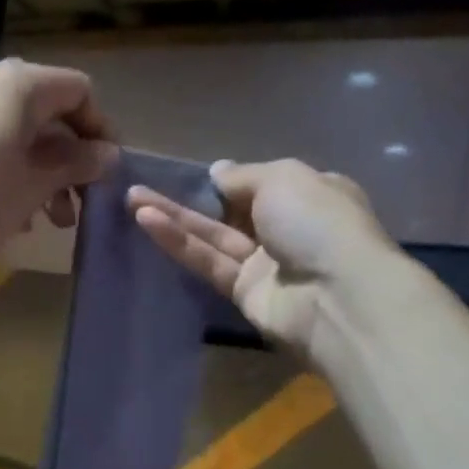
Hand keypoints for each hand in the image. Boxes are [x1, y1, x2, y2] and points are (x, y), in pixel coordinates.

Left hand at [0, 59, 116, 258]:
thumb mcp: (35, 185)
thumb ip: (76, 165)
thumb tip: (108, 154)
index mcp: (20, 84)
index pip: (79, 92)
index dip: (100, 130)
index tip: (105, 172)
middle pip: (47, 115)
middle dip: (68, 163)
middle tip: (77, 207)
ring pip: (17, 133)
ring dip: (40, 173)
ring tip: (45, 220)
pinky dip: (8, 169)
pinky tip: (9, 212)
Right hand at [127, 159, 399, 359]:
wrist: (337, 297)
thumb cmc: (317, 223)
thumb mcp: (283, 178)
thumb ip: (243, 175)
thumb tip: (217, 172)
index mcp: (311, 195)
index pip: (265, 183)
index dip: (231, 179)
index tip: (197, 174)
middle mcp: (288, 228)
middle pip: (231, 210)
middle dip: (190, 197)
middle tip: (145, 185)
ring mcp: (266, 263)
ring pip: (213, 236)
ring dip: (174, 217)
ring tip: (132, 198)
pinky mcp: (243, 292)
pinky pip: (208, 261)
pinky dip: (179, 242)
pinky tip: (146, 222)